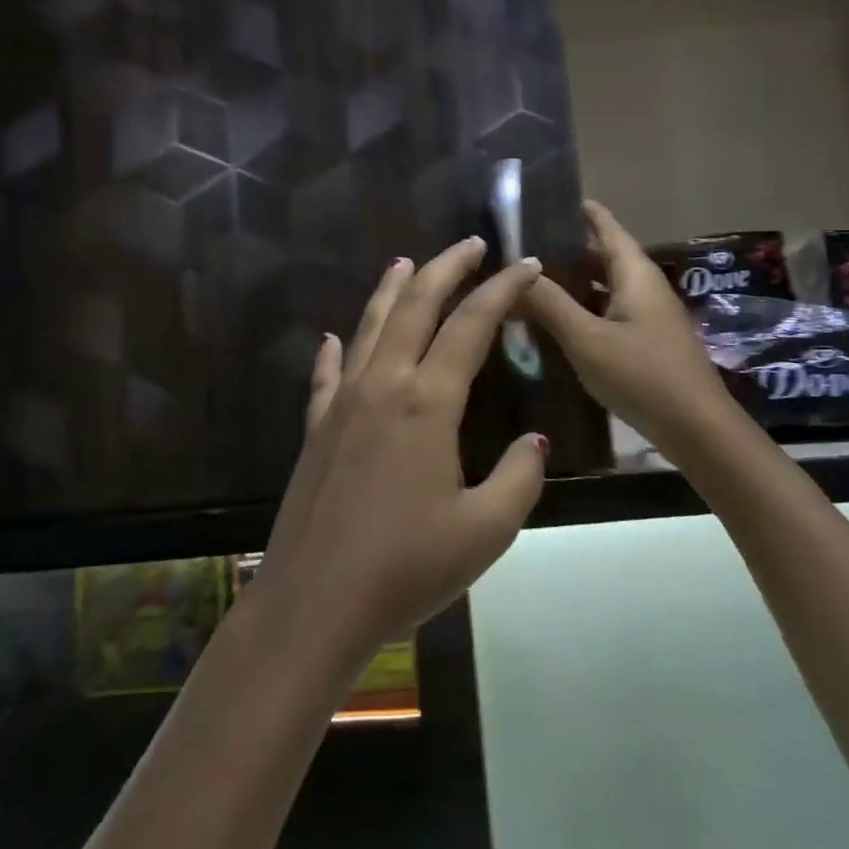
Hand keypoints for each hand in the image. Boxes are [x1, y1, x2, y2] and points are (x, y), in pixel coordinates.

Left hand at [253, 237, 548, 668]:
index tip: (525, 264)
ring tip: (407, 262)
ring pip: (370, 327)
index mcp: (428, 401)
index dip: (502, 290)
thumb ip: (519, 478)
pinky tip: (335, 337)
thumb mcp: (485, 531)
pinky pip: (328, 374)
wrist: (314, 604)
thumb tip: (534, 440)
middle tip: (470, 244)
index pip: (471, 325)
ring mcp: (343, 403)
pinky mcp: (316, 428)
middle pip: (415, 306)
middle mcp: (383, 385)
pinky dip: (336, 350)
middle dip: (445, 269)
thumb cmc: (406, 569)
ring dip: (392, 291)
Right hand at [520, 199, 742, 456]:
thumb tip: (515, 269)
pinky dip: (582, 309)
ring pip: (603, 287)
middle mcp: (643, 286)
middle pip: (602, 256)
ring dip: (572, 283)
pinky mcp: (645, 341)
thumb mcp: (587, 339)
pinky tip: (555, 321)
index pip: (606, 226)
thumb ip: (550, 303)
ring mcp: (647, 314)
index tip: (548, 198)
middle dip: (566, 249)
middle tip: (522, 246)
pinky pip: (608, 311)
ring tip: (530, 280)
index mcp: (634, 273)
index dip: (581, 211)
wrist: (695, 428)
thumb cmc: (642, 374)